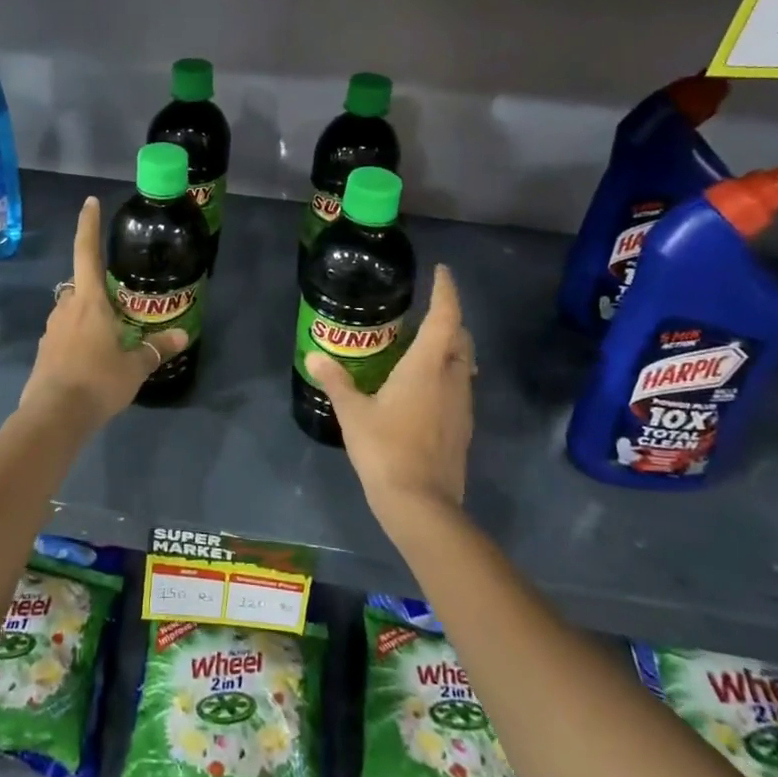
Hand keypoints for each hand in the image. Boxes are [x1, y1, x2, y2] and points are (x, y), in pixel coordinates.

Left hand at [18, 197, 187, 430]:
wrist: (54, 415)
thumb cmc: (98, 380)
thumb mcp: (135, 366)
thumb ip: (156, 348)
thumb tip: (182, 336)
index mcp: (88, 301)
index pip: (86, 252)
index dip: (88, 225)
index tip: (89, 202)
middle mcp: (66, 308)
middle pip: (79, 286)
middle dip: (95, 289)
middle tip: (117, 303)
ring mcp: (51, 330)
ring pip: (70, 312)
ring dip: (86, 317)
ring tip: (109, 337)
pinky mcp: (44, 352)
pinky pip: (64, 335)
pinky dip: (77, 340)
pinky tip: (92, 360)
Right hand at [305, 264, 475, 528]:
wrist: (421, 504)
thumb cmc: (385, 449)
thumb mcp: (353, 413)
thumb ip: (336, 381)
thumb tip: (314, 356)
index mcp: (427, 367)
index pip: (445, 318)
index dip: (446, 292)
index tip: (442, 272)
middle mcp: (451, 379)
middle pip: (461, 339)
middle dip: (449, 320)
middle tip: (426, 313)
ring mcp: (462, 406)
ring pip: (463, 365)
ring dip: (450, 349)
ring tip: (422, 349)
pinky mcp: (462, 428)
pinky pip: (459, 388)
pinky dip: (446, 376)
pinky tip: (423, 389)